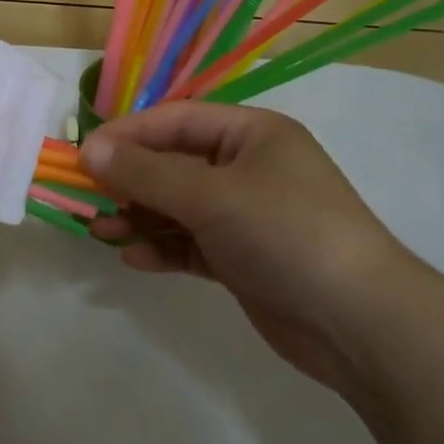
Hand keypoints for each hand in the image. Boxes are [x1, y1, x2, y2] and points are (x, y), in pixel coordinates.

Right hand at [81, 101, 413, 390]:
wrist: (358, 323)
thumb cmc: (286, 233)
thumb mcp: (211, 195)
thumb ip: (146, 172)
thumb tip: (89, 149)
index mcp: (252, 134)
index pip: (177, 120)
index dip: (129, 134)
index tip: (85, 155)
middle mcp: (248, 168)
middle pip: (174, 163)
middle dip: (130, 180)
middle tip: (86, 198)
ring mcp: (247, 215)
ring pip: (178, 206)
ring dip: (140, 216)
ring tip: (100, 232)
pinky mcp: (243, 258)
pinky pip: (191, 243)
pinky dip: (163, 246)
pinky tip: (135, 258)